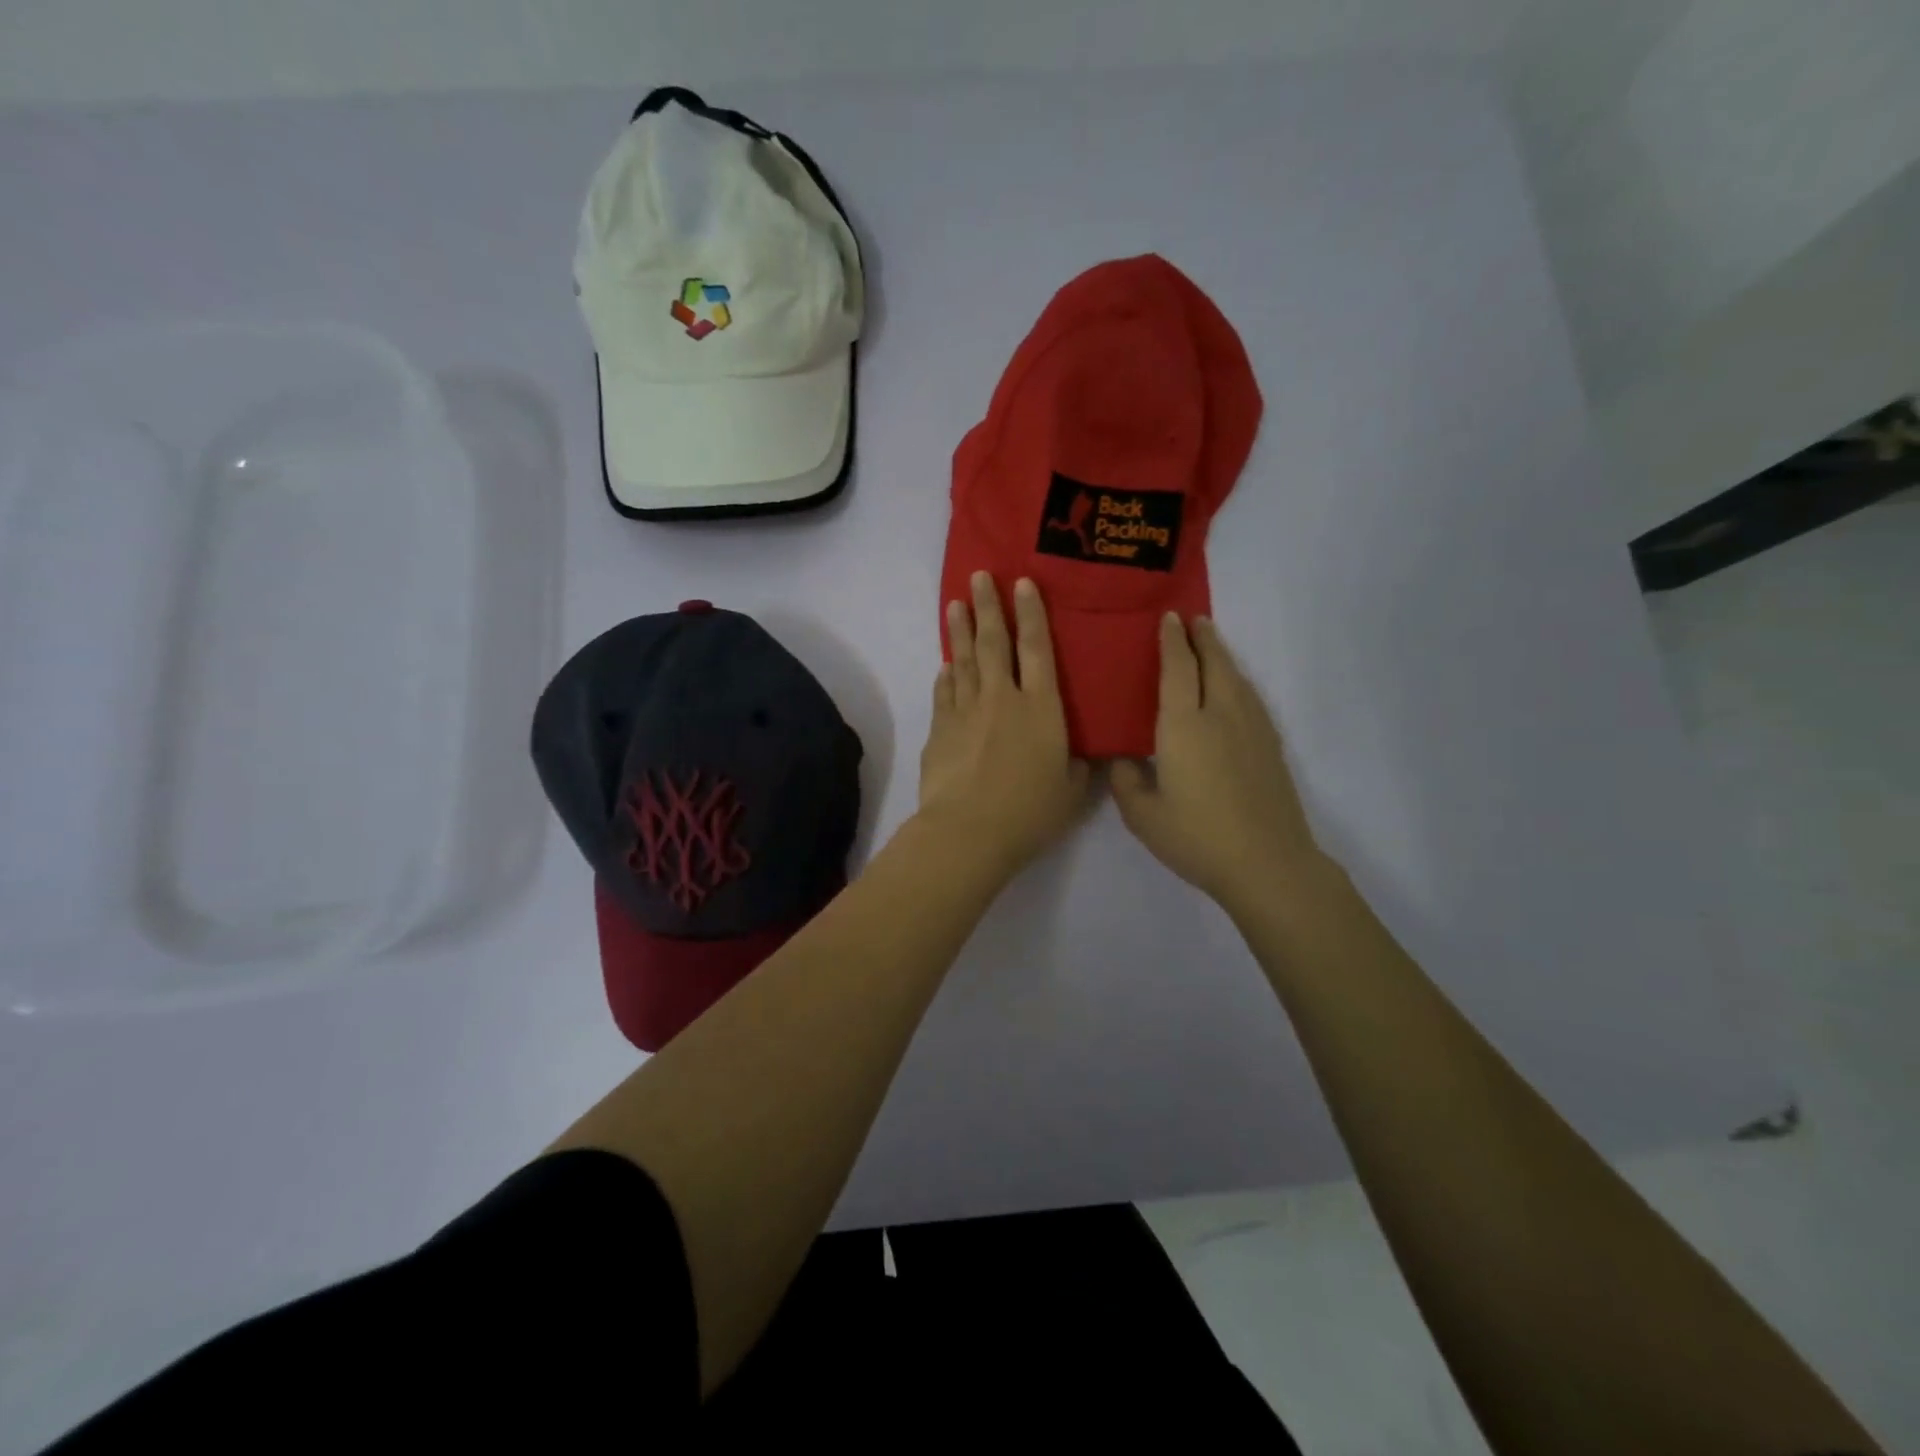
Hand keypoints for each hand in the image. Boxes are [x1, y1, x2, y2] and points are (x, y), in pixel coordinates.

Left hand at [919, 572, 1092, 878]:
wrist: (968, 830)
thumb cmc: (1030, 811)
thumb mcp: (1071, 791)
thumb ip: (1078, 767)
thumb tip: (1083, 756)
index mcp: (1041, 707)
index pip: (1037, 648)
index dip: (1031, 614)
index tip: (1021, 584)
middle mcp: (1002, 697)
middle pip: (993, 642)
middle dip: (988, 606)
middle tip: (978, 576)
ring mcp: (966, 710)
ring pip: (963, 660)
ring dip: (960, 631)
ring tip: (955, 605)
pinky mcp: (940, 728)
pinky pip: (944, 691)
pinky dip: (946, 674)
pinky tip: (945, 665)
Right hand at [1111, 614, 1324, 913]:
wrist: (1267, 863)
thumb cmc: (1197, 838)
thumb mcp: (1143, 816)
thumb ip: (1126, 781)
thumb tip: (1122, 758)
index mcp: (1184, 726)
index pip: (1178, 669)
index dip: (1172, 641)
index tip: (1168, 618)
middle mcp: (1220, 715)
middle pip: (1214, 663)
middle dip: (1202, 638)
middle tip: (1193, 619)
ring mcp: (1251, 729)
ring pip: (1236, 678)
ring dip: (1222, 655)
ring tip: (1211, 643)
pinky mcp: (1270, 746)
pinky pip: (1251, 698)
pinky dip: (1238, 681)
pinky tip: (1235, 689)